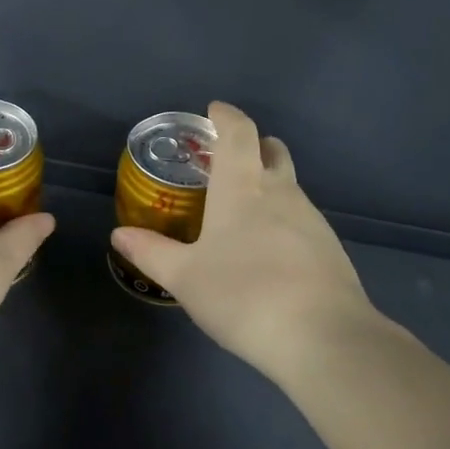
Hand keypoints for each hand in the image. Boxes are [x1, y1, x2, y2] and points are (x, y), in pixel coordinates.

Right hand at [110, 101, 382, 381]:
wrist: (323, 338)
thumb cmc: (243, 294)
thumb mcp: (185, 278)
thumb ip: (151, 252)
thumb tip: (119, 235)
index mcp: (242, 187)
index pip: (238, 132)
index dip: (226, 116)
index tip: (214, 110)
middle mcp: (281, 192)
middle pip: (272, 151)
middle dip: (252, 145)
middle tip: (227, 160)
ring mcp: (312, 219)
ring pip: (289, 185)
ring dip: (268, 184)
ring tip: (242, 212)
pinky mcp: (330, 248)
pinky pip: (301, 218)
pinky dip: (282, 218)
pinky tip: (268, 252)